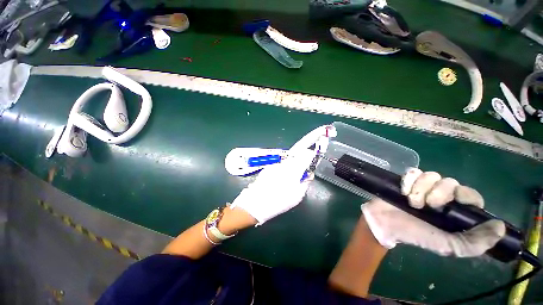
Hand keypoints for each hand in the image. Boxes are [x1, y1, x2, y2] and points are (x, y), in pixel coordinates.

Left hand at [229, 148, 315, 224]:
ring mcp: (274, 166)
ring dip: (290, 167)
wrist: (256, 203)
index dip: (310, 156)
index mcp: (293, 170)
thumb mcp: (298, 196)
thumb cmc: (279, 201)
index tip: (312, 158)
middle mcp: (284, 164)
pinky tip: (278, 180)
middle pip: (295, 158)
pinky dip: (281, 171)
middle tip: (299, 173)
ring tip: (287, 179)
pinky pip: (278, 167)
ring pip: (286, 163)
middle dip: (299, 163)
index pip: (305, 156)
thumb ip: (305, 183)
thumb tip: (309, 175)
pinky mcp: (267, 168)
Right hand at [361, 168, 505, 256]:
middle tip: (426, 206)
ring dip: (421, 189)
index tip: (454, 200)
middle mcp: (440, 196)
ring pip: (431, 175)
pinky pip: (413, 172)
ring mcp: (422, 187)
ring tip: (411, 202)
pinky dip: (408, 181)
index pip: (470, 194)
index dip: (465, 194)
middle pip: (450, 181)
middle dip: (439, 193)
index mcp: (454, 210)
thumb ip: (474, 243)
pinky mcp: (406, 180)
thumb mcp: (447, 247)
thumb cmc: (416, 235)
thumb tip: (500, 227)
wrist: (386, 224)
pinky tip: (403, 191)